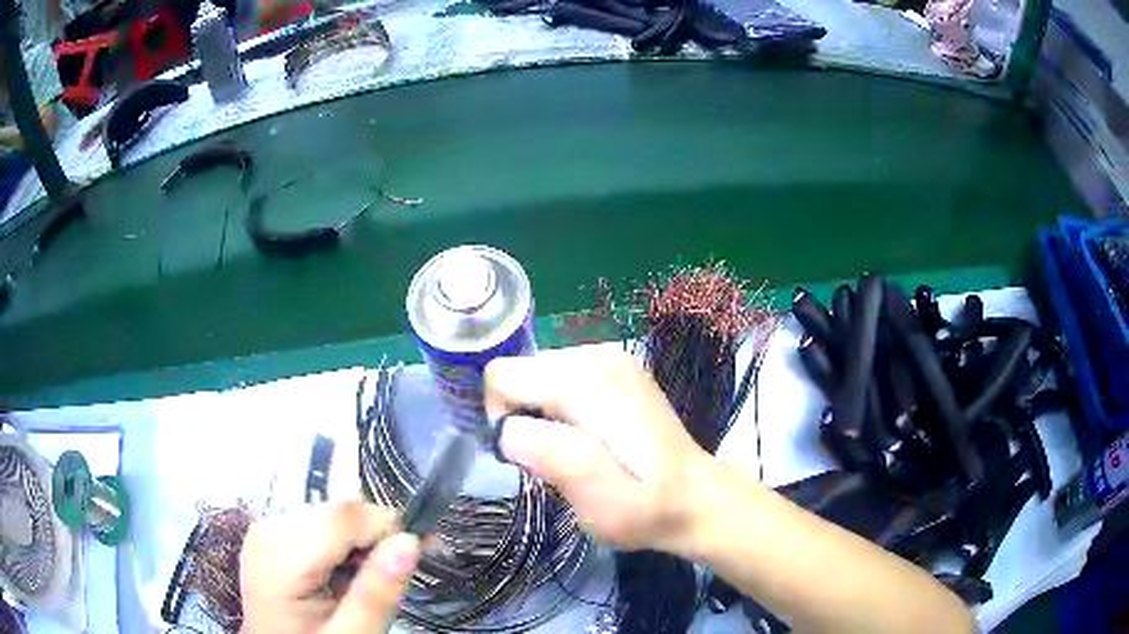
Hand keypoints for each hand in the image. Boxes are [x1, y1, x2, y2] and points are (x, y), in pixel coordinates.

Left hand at [239, 503, 420, 633]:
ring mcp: (265, 527)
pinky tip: (343, 573)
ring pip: (331, 514)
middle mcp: (268, 527)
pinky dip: (340, 543)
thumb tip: (411, 540)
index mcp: (281, 554)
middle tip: (400, 574)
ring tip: (369, 579)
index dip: (390, 526)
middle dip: (375, 536)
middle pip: (338, 512)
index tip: (428, 548)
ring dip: (359, 541)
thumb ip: (376, 593)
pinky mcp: (270, 532)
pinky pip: (317, 523)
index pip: (345, 516)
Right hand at [484, 347, 712, 553]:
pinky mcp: (614, 366)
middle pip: (519, 371)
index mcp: (592, 386)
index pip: (504, 376)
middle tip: (552, 460)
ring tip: (573, 450)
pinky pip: (559, 376)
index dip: (501, 419)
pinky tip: (587, 435)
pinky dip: (558, 405)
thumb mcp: (605, 503)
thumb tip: (508, 431)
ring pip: (536, 373)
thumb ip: (560, 462)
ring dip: (540, 413)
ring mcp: (609, 357)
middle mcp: (598, 357)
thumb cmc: (648, 509)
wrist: (697, 496)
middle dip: (521, 416)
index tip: (526, 457)